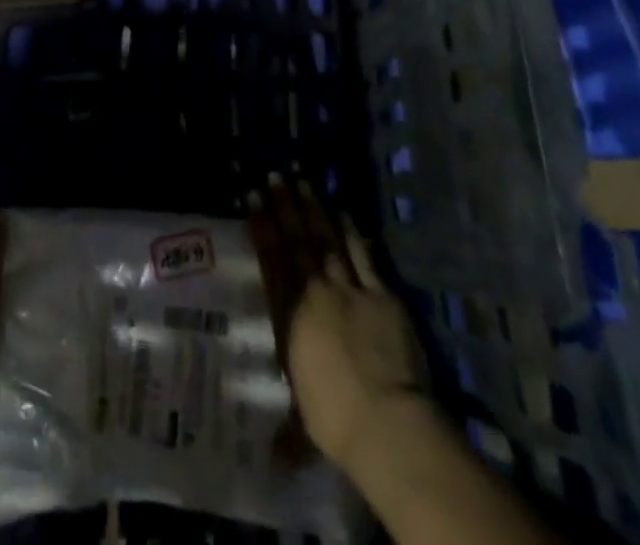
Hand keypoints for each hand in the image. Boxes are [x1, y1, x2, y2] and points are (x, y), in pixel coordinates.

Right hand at [248, 174, 427, 471]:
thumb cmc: (335, 421)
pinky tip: (345, 213)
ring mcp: (348, 289)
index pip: (271, 261)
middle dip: (285, 206)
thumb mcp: (305, 422)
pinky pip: (363, 257)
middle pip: (297, 242)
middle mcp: (313, 294)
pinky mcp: (380, 294)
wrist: (385, 420)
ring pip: (326, 240)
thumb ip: (290, 431)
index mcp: (289, 318)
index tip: (254, 197)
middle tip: (276, 175)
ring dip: (314, 210)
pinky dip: (353, 234)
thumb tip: (273, 463)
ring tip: (303, 181)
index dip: (262, 226)